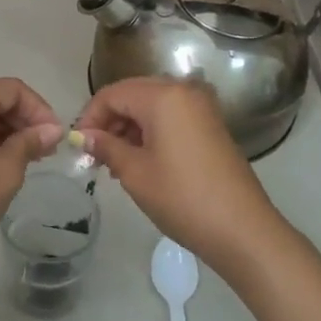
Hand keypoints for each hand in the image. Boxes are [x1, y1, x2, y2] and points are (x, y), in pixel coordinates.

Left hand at [0, 78, 62, 280]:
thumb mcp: (5, 171)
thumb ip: (30, 142)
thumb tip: (52, 129)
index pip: (11, 89)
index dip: (39, 109)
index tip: (56, 138)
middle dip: (23, 119)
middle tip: (46, 150)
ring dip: (6, 129)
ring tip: (29, 158)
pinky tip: (2, 162)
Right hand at [77, 77, 285, 273]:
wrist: (242, 229)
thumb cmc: (182, 197)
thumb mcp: (135, 172)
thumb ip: (106, 146)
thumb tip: (84, 136)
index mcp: (163, 96)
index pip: (113, 93)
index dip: (90, 116)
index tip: (79, 146)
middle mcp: (184, 91)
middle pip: (133, 94)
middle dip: (109, 120)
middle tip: (94, 154)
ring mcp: (201, 108)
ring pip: (151, 106)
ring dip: (128, 127)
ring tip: (113, 162)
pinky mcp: (210, 125)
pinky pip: (171, 117)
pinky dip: (150, 132)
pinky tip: (139, 160)